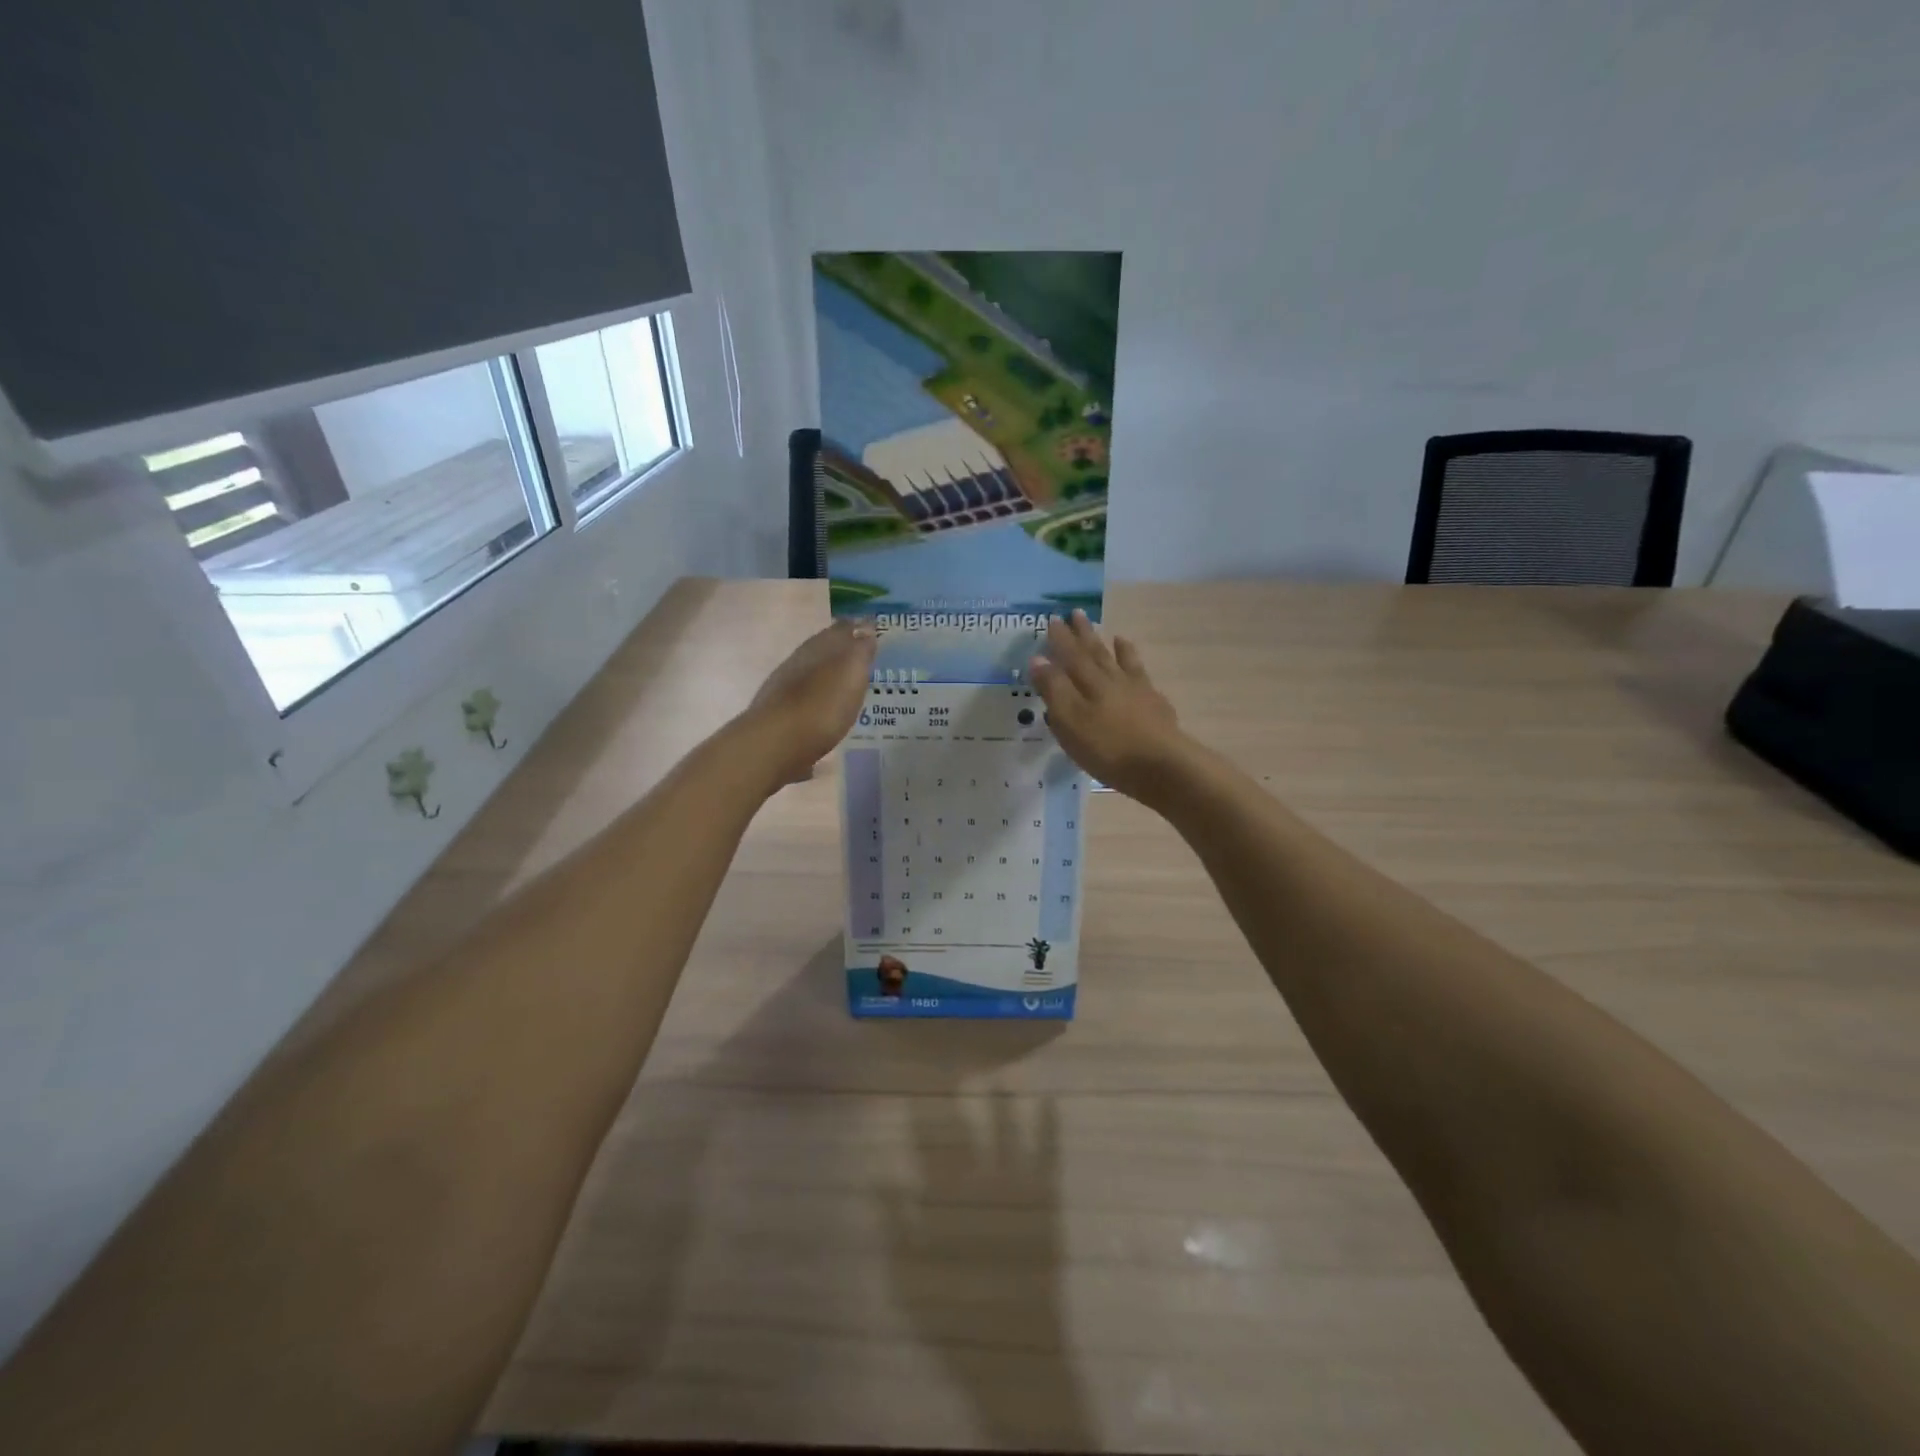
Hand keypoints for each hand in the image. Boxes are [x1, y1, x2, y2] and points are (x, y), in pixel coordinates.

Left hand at [741, 618, 877, 787]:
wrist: (775, 744)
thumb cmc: (822, 705)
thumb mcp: (851, 673)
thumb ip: (860, 650)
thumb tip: (866, 624)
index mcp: (818, 649)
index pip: (840, 630)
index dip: (856, 629)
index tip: (870, 629)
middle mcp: (797, 664)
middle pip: (821, 651)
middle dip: (839, 652)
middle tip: (859, 657)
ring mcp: (783, 691)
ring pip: (808, 677)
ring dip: (825, 679)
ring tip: (843, 688)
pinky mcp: (778, 719)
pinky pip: (802, 705)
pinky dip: (815, 705)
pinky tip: (822, 717)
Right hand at [1030, 611, 1186, 799]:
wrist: (1162, 766)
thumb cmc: (1108, 747)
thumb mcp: (1070, 721)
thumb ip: (1054, 689)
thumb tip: (1038, 659)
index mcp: (1090, 683)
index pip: (1071, 656)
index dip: (1061, 639)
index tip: (1053, 619)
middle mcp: (1114, 681)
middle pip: (1097, 653)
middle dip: (1085, 635)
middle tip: (1077, 613)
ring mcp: (1139, 693)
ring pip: (1124, 664)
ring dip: (1116, 649)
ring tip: (1114, 634)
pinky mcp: (1157, 710)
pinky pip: (1145, 681)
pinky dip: (1139, 672)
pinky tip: (1141, 674)